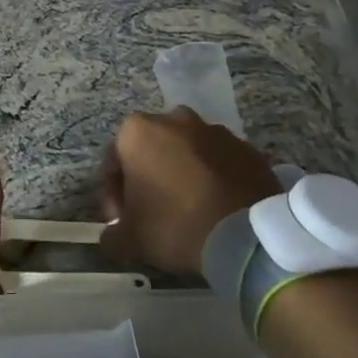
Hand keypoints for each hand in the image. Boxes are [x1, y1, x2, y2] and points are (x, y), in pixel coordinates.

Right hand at [98, 108, 278, 277]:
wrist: (246, 236)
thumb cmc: (175, 225)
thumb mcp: (130, 238)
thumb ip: (111, 234)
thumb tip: (111, 236)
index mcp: (137, 131)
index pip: (114, 161)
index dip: (114, 194)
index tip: (122, 220)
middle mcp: (174, 119)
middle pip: (151, 150)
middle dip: (148, 177)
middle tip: (153, 213)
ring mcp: (215, 130)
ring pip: (187, 153)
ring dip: (182, 174)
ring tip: (189, 210)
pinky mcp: (246, 147)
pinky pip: (219, 161)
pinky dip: (213, 177)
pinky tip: (215, 206)